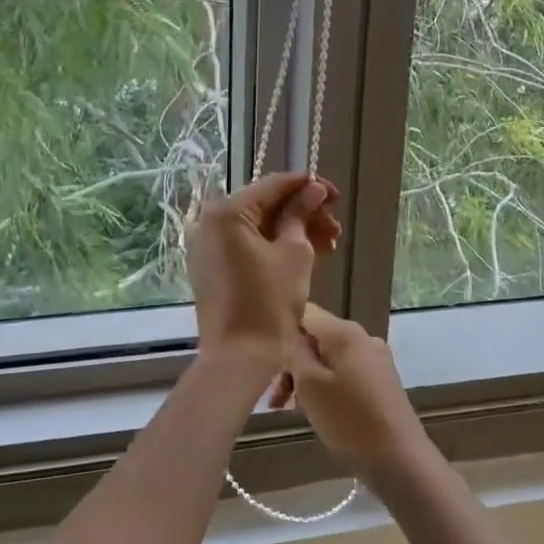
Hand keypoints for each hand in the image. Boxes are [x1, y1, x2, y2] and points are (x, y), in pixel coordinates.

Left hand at [186, 172, 340, 370]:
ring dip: (293, 232)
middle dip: (304, 214)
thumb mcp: (294, 253)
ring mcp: (207, 247)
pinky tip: (305, 257)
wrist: (238, 358)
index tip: (336, 196)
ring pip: (258, 227)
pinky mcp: (212, 268)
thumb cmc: (269, 303)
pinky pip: (246, 246)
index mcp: (227, 213)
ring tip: (328, 247)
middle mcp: (209, 223)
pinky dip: (274, 246)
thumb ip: (301, 214)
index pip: (273, 186)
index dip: (308, 187)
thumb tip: (312, 189)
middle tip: (335, 231)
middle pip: (265, 206)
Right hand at [270, 304, 431, 484]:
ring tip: (289, 410)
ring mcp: (375, 360)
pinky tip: (316, 412)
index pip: (304, 314)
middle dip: (292, 364)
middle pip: (316, 339)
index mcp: (345, 332)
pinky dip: (325, 387)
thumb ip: (295, 352)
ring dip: (305, 379)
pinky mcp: (381, 383)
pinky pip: (344, 375)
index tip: (265, 360)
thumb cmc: (349, 420)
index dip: (281, 332)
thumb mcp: (310, 385)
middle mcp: (363, 338)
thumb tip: (290, 335)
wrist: (400, 460)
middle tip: (275, 399)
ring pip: (328, 360)